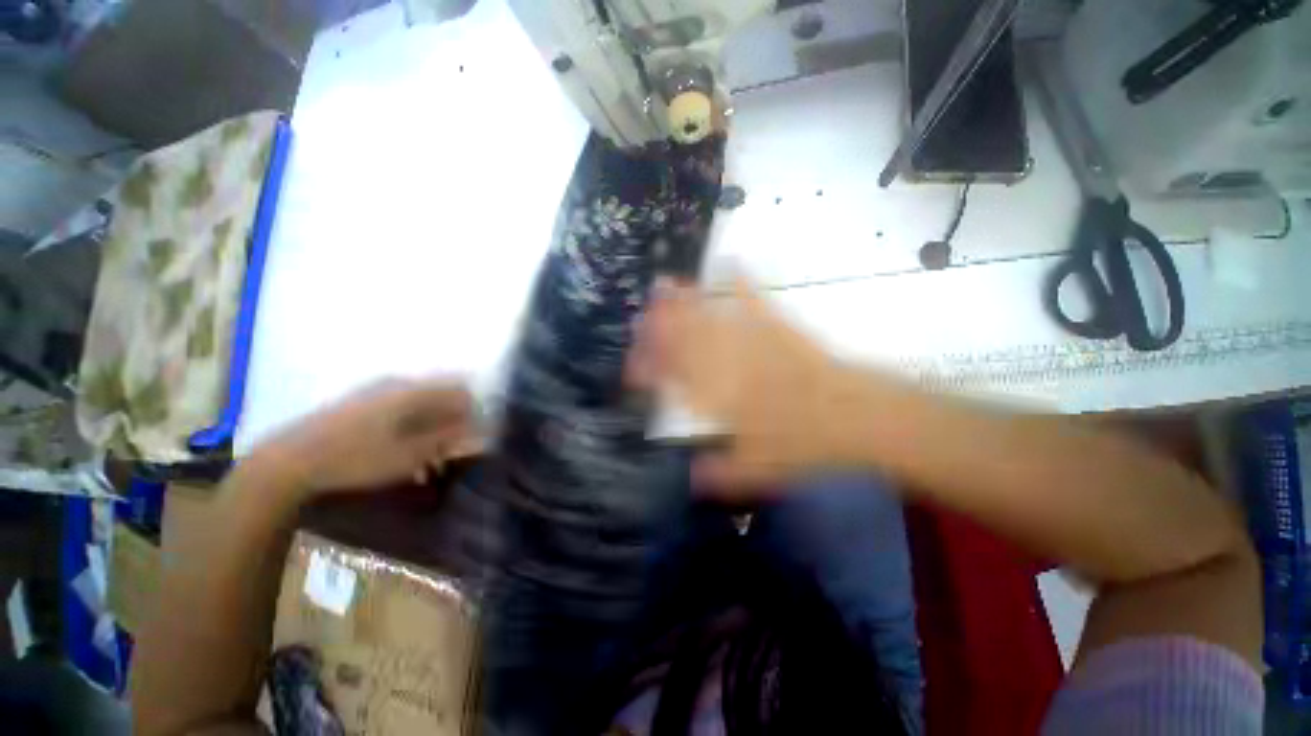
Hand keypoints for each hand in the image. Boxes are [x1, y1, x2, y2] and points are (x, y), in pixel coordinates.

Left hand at [257, 379, 481, 495]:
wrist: (288, 463)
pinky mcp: (361, 404)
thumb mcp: (409, 455)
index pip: (461, 389)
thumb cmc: (355, 458)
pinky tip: (405, 456)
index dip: (475, 411)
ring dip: (433, 430)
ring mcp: (377, 393)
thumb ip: (449, 439)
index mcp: (413, 391)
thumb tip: (482, 431)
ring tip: (430, 462)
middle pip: (442, 397)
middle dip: (454, 423)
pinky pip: (401, 412)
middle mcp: (398, 384)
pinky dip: (412, 431)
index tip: (475, 436)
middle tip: (453, 452)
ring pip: (422, 406)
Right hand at [629, 279, 872, 494]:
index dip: (652, 372)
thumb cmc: (806, 448)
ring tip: (667, 284)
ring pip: (713, 322)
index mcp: (725, 402)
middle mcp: (733, 369)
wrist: (858, 420)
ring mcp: (756, 345)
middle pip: (689, 345)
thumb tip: (691, 477)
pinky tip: (730, 263)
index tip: (635, 367)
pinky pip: (757, 304)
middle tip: (642, 314)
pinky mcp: (781, 330)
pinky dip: (742, 284)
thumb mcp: (763, 473)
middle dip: (661, 329)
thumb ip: (724, 474)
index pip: (677, 383)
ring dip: (687, 303)